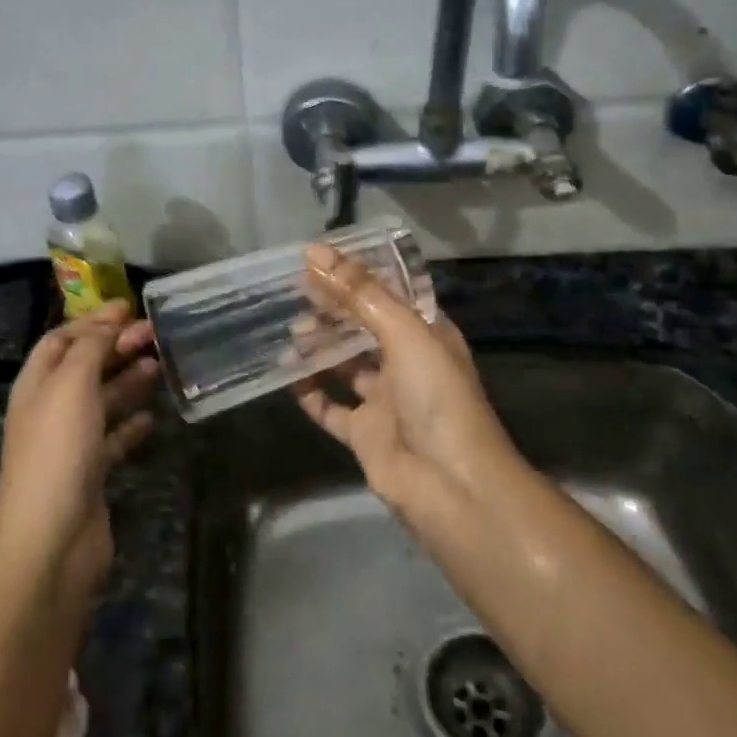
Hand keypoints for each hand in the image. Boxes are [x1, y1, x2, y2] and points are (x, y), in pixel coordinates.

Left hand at [0, 301, 158, 595]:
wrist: (52, 539)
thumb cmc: (58, 451)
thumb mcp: (71, 385)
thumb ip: (90, 349)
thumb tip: (108, 324)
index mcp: (36, 385)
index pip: (61, 340)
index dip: (92, 321)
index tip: (129, 308)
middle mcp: (49, 410)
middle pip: (83, 367)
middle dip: (115, 347)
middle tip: (154, 335)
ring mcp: (69, 444)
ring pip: (101, 401)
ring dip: (128, 381)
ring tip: (159, 367)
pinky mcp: (90, 474)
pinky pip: (113, 439)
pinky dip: (131, 424)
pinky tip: (153, 418)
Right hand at [294, 243, 518, 515]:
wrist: (450, 485)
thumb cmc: (436, 397)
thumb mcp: (403, 332)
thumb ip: (359, 293)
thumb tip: (315, 251)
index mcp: (427, 333)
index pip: (388, 294)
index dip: (355, 276)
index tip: (317, 260)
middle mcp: (407, 362)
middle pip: (362, 327)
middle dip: (331, 310)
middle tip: (294, 294)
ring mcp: (385, 400)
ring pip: (345, 364)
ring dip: (319, 347)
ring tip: (289, 332)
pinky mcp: (365, 433)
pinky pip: (330, 407)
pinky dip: (309, 391)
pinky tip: (286, 374)